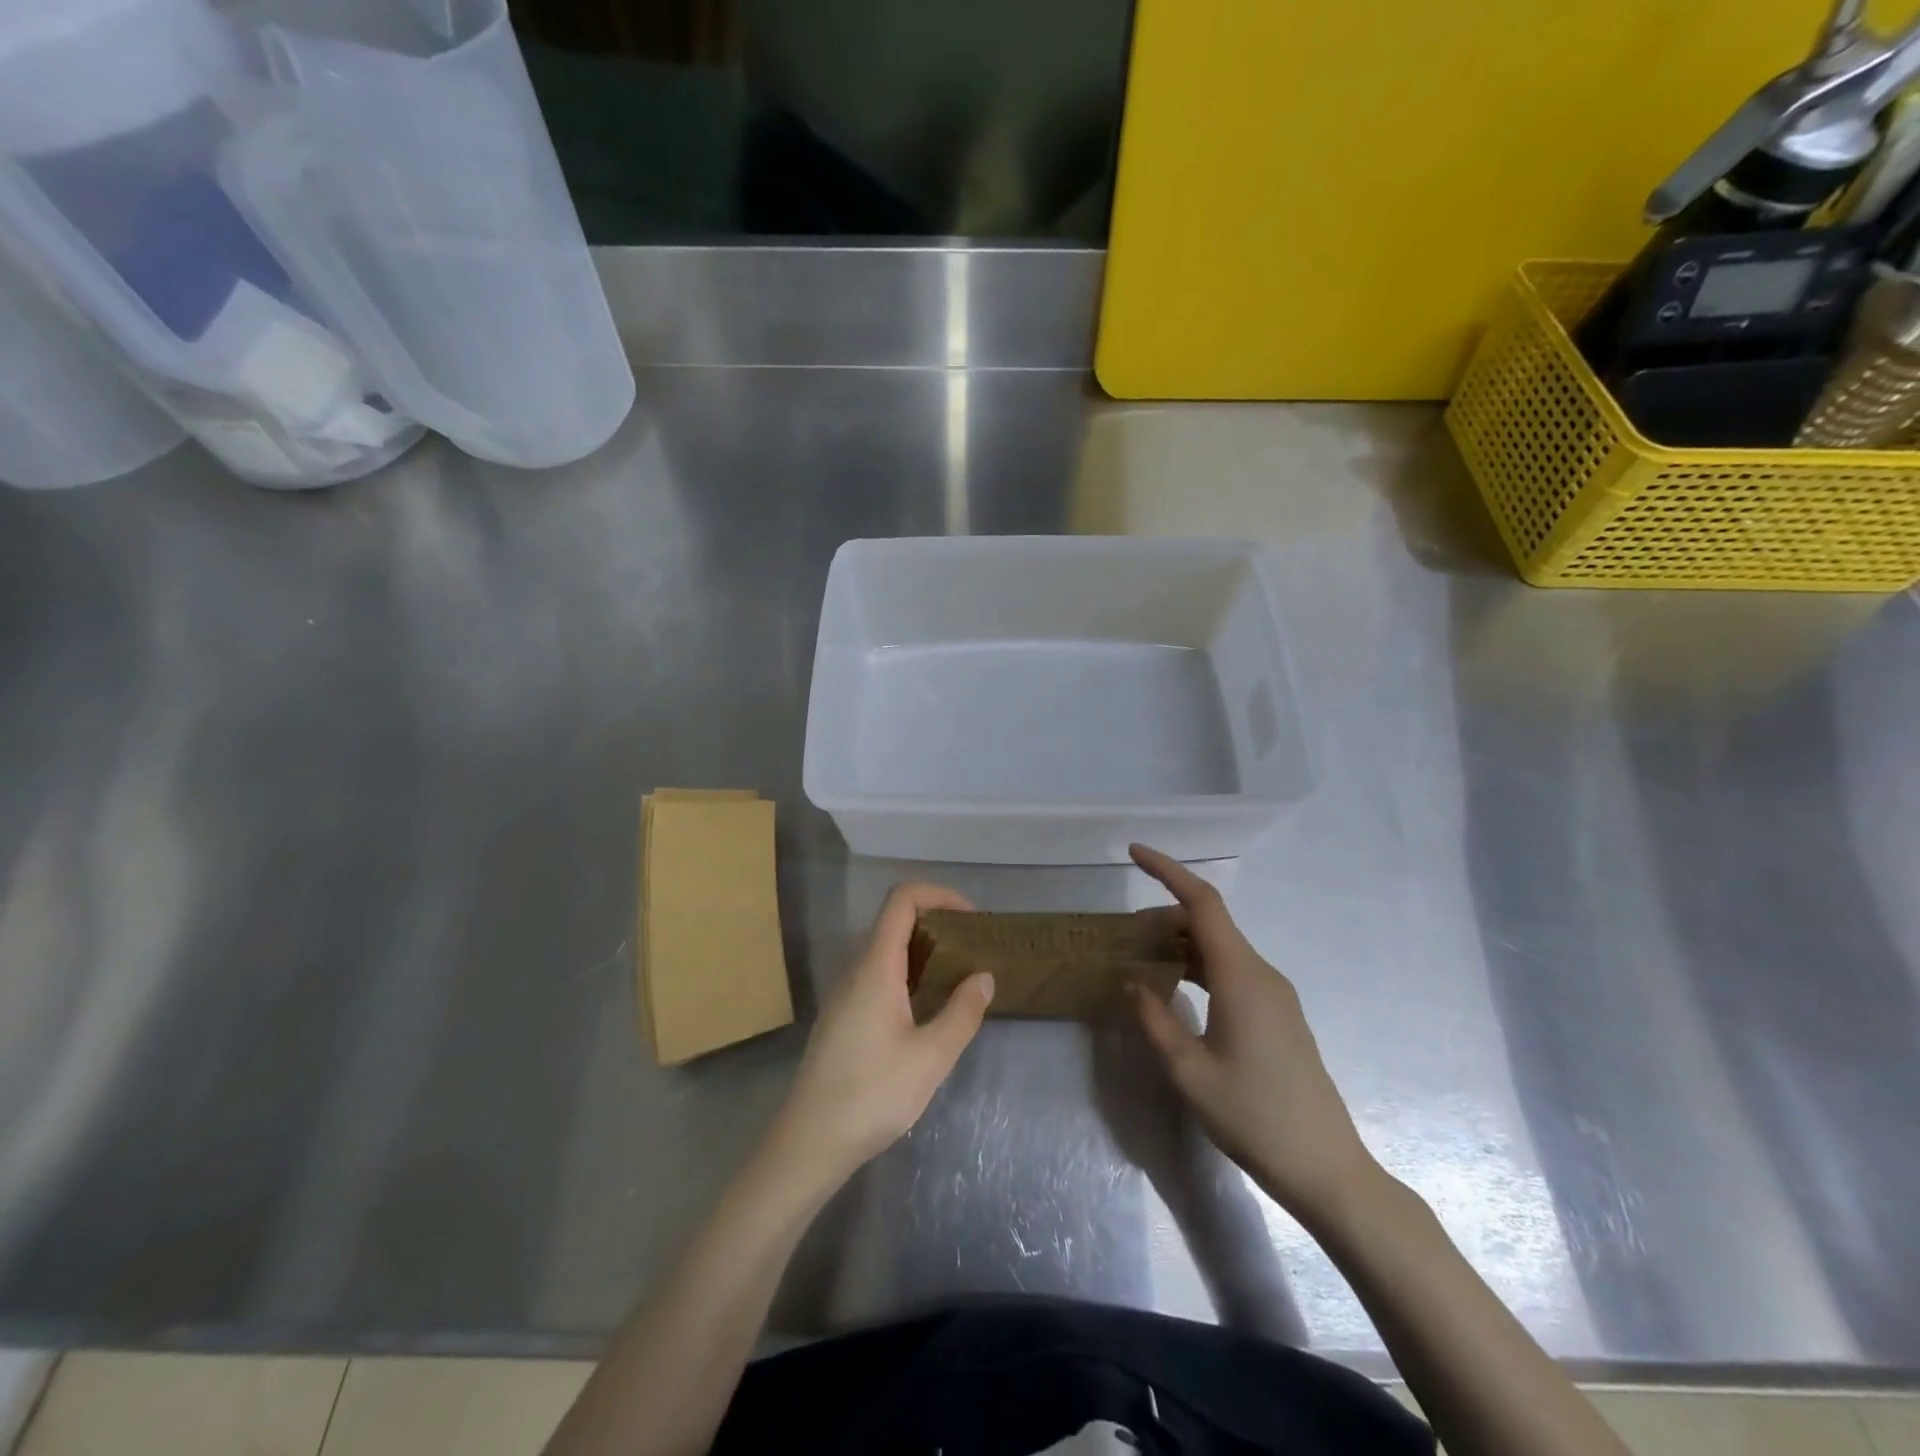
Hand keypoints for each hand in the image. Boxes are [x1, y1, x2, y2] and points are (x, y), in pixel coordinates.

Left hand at [765, 882, 994, 1190]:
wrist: (810, 1142)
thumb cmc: (872, 1094)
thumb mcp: (931, 1057)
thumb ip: (962, 1013)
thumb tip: (983, 976)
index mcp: (876, 967)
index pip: (902, 900)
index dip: (939, 894)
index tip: (972, 919)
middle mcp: (857, 970)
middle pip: (895, 921)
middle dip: (937, 923)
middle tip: (973, 949)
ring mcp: (846, 994)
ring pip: (886, 951)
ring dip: (924, 951)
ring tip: (959, 977)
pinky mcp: (843, 1017)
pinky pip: (878, 976)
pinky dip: (908, 974)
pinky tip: (928, 1009)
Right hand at [1129, 844, 1382, 1224]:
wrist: (1327, 1169)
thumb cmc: (1254, 1117)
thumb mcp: (1188, 1072)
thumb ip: (1155, 1020)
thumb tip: (1134, 982)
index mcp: (1241, 977)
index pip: (1203, 904)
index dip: (1168, 872)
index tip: (1134, 852)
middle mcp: (1262, 974)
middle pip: (1210, 923)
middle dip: (1164, 916)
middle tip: (1124, 935)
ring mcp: (1275, 994)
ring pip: (1221, 948)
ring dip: (1181, 944)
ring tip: (1142, 959)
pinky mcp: (1278, 1015)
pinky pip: (1232, 971)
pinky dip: (1198, 966)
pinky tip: (1177, 988)